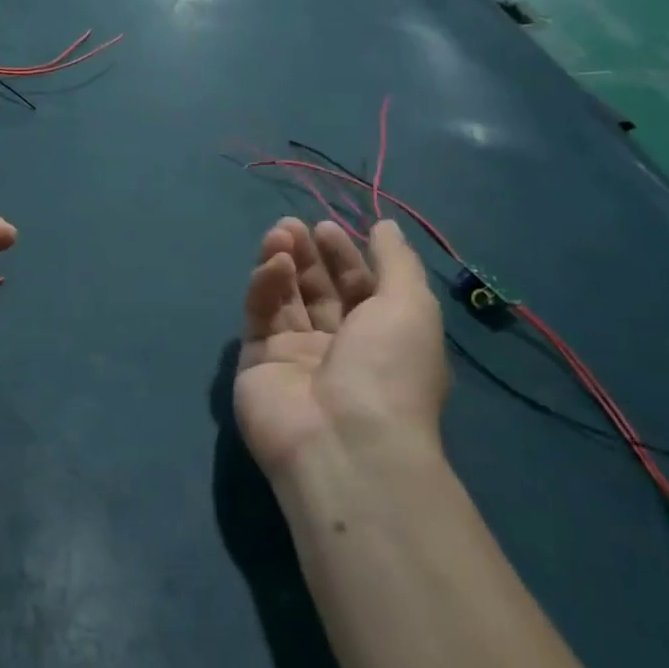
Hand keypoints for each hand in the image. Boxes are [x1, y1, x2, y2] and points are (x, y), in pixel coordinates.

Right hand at [234, 217, 448, 479]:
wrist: (344, 442)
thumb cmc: (389, 370)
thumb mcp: (411, 306)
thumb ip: (396, 261)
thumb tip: (385, 226)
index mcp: (380, 338)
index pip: (357, 288)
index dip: (343, 255)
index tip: (326, 227)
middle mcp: (338, 347)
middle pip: (317, 290)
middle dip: (307, 255)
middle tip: (292, 225)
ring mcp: (294, 356)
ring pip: (284, 299)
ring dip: (282, 262)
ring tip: (278, 233)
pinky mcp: (257, 362)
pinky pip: (260, 316)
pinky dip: (264, 287)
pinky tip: (271, 264)